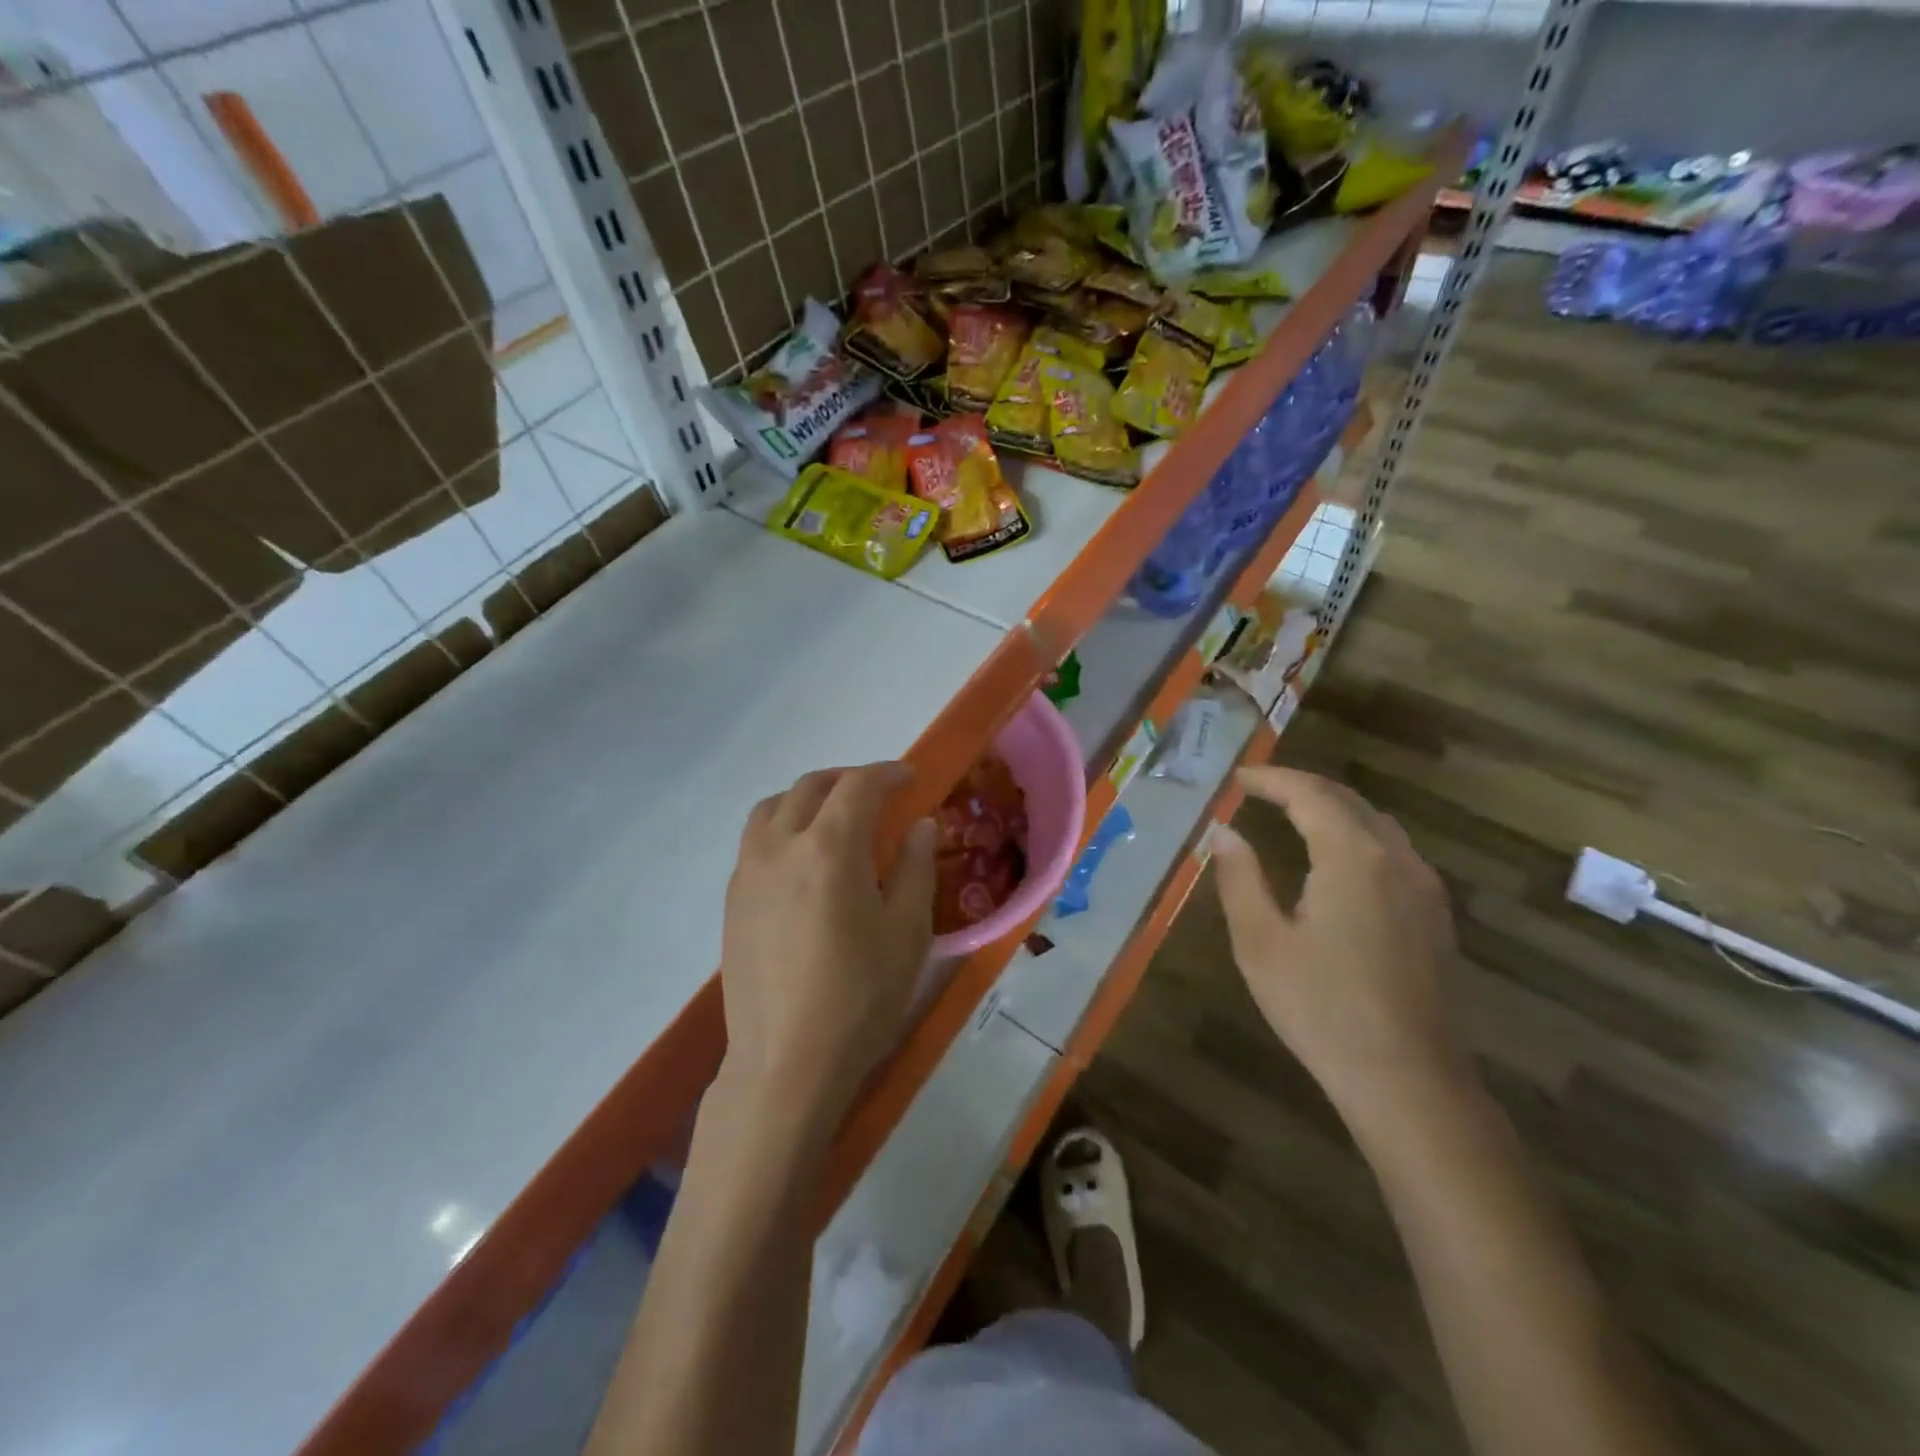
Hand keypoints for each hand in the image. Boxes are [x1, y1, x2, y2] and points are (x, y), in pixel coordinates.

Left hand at [718, 762, 936, 1133]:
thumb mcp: (907, 932)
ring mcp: (748, 872)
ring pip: (773, 807)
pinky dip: (782, 826)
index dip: (887, 774)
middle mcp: (780, 846)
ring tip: (833, 815)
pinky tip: (803, 859)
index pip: (858, 786)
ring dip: (807, 797)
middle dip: (847, 779)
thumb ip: (915, 867)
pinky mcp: (732, 900)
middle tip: (877, 792)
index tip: (909, 778)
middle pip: (811, 787)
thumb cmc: (859, 997)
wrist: (786, 1062)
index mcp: (829, 848)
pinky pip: (755, 839)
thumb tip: (920, 825)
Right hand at [1210, 767, 1465, 1139]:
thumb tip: (1224, 833)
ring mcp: (1424, 887)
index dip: (1272, 779)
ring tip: (1293, 813)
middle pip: (1348, 801)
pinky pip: (1394, 850)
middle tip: (1260, 789)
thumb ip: (1239, 878)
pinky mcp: (1434, 915)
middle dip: (1302, 787)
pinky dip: (1358, 833)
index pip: (1310, 794)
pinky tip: (1338, 857)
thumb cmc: (1321, 1007)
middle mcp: (1396, 859)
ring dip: (1333, 808)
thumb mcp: (1260, 941)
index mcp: (1352, 856)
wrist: (1406, 1079)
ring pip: (1377, 823)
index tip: (1238, 779)